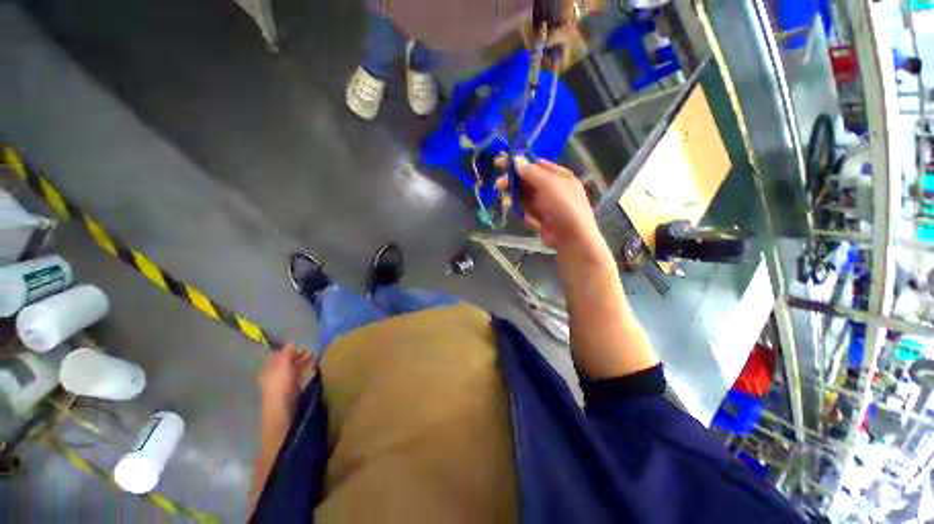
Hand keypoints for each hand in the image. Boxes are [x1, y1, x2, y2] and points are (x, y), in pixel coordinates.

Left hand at [257, 342, 312, 413]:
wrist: (282, 407)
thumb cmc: (280, 384)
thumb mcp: (283, 365)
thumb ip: (287, 353)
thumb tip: (291, 342)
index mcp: (268, 368)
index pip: (278, 355)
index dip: (288, 349)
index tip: (300, 345)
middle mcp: (274, 374)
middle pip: (286, 361)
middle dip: (297, 355)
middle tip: (311, 350)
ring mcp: (283, 382)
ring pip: (293, 368)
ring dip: (303, 361)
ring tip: (314, 356)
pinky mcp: (291, 388)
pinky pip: (298, 375)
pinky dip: (304, 369)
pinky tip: (312, 366)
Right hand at [498, 157, 601, 251]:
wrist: (571, 236)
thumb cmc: (564, 205)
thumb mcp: (549, 184)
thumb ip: (531, 172)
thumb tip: (516, 159)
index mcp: (557, 175)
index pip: (534, 164)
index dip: (518, 162)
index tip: (501, 163)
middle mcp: (550, 187)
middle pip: (526, 180)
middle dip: (511, 181)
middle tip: (499, 184)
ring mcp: (543, 202)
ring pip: (522, 194)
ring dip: (511, 195)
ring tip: (505, 201)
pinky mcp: (537, 216)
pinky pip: (523, 208)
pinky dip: (516, 207)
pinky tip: (509, 207)